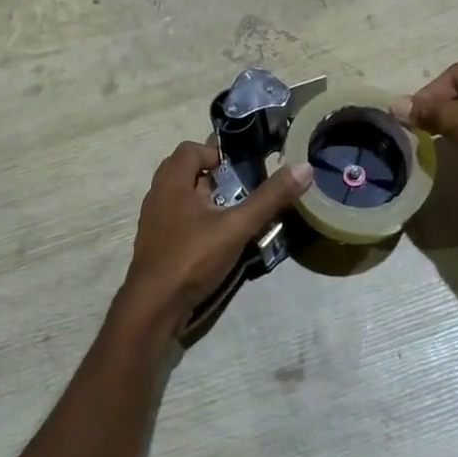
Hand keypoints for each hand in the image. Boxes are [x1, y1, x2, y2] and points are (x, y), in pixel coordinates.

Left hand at [118, 141, 311, 336]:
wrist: (154, 307)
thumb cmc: (193, 257)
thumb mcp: (237, 226)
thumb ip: (270, 198)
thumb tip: (304, 167)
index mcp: (172, 182)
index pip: (190, 149)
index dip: (216, 154)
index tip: (240, 171)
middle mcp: (157, 195)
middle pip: (184, 171)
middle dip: (212, 177)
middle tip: (238, 191)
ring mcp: (153, 221)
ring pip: (180, 197)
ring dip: (204, 200)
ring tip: (231, 216)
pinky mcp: (155, 244)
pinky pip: (176, 219)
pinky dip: (195, 221)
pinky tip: (215, 241)